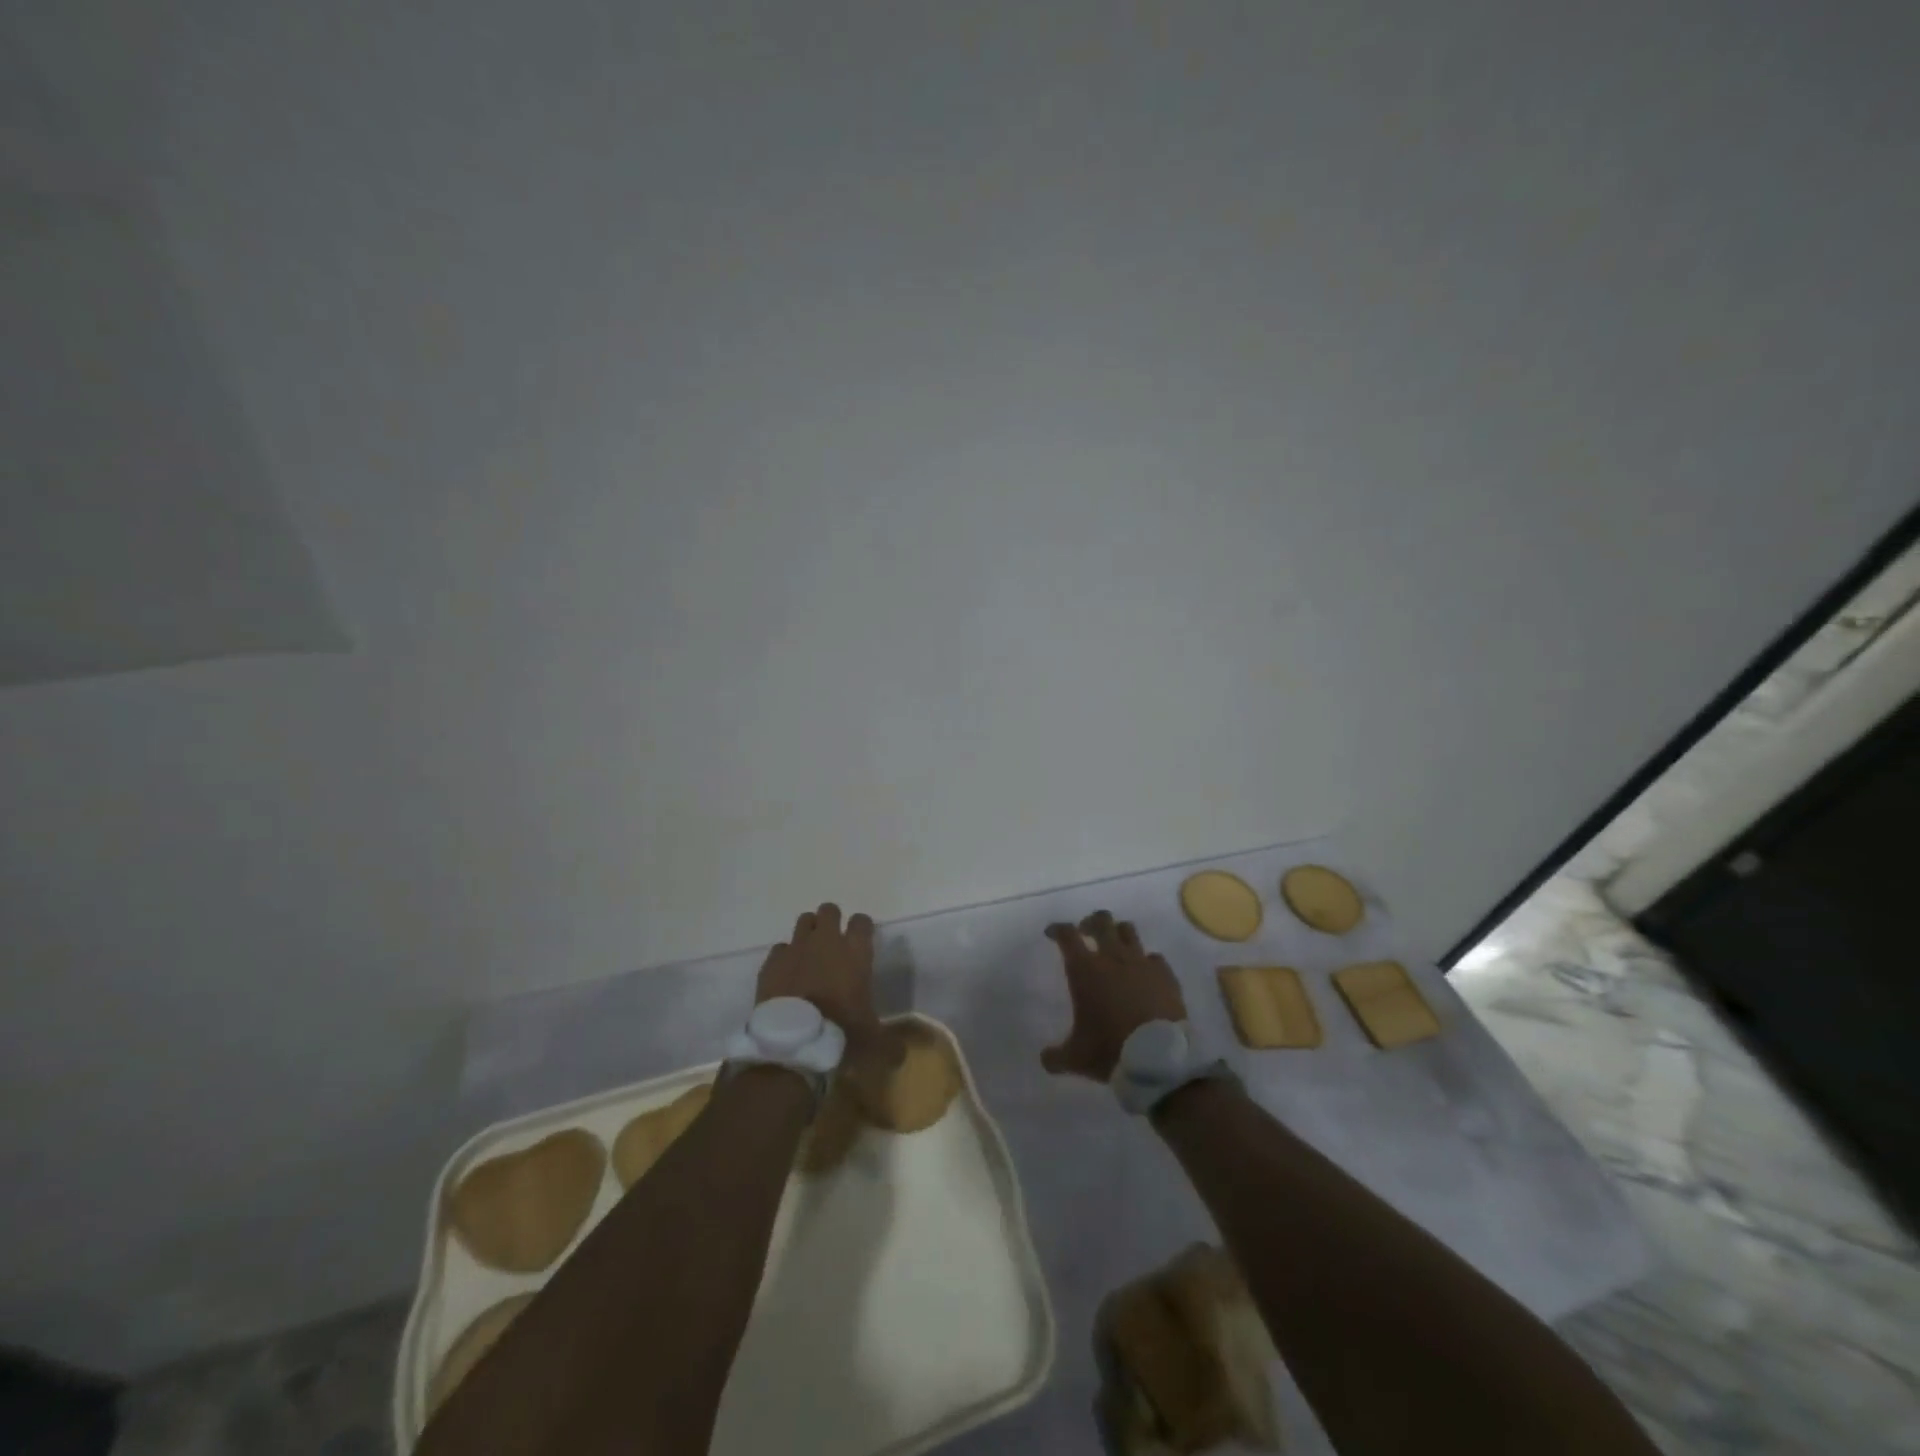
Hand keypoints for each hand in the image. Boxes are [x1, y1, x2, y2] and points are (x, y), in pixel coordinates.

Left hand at [757, 903, 902, 1088]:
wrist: (792, 1044)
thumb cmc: (840, 1034)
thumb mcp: (874, 1043)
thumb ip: (890, 1043)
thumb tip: (902, 1055)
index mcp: (855, 952)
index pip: (862, 921)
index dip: (862, 928)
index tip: (862, 940)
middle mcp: (826, 942)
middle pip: (829, 911)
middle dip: (832, 922)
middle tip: (833, 944)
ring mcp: (796, 949)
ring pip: (803, 921)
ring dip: (809, 932)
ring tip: (810, 953)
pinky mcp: (772, 963)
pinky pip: (780, 948)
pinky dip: (785, 957)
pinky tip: (787, 974)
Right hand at [1041, 910, 1187, 1081]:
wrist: (1159, 1059)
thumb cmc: (1110, 1050)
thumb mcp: (1075, 1058)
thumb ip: (1056, 1056)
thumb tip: (1045, 1058)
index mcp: (1085, 970)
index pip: (1067, 935)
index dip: (1057, 929)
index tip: (1052, 933)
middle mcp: (1112, 957)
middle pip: (1101, 921)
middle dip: (1090, 922)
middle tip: (1085, 933)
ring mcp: (1142, 963)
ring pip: (1128, 930)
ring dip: (1118, 934)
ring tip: (1115, 947)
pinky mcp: (1166, 974)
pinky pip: (1154, 958)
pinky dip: (1147, 962)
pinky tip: (1145, 974)